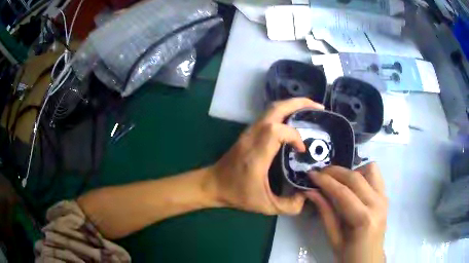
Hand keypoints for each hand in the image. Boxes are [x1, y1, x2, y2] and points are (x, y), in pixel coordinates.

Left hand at [211, 98, 323, 214]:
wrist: (213, 184)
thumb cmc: (237, 194)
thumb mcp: (265, 206)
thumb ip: (289, 205)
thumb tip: (306, 197)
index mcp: (256, 154)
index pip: (277, 130)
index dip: (294, 136)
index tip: (302, 149)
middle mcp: (252, 137)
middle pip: (276, 109)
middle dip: (299, 103)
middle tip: (318, 108)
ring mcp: (249, 132)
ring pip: (272, 108)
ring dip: (292, 105)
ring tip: (309, 111)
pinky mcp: (249, 132)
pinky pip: (269, 115)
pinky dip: (284, 112)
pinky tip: (294, 121)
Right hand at [305, 163, 387, 262]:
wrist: (369, 259)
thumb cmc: (349, 254)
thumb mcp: (334, 238)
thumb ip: (325, 212)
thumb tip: (310, 191)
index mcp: (364, 219)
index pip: (343, 192)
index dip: (325, 181)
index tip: (311, 174)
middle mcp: (377, 204)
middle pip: (356, 177)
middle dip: (335, 172)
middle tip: (320, 173)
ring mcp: (384, 198)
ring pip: (370, 169)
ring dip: (352, 170)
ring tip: (339, 180)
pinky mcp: (385, 196)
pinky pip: (376, 175)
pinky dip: (363, 173)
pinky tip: (353, 185)